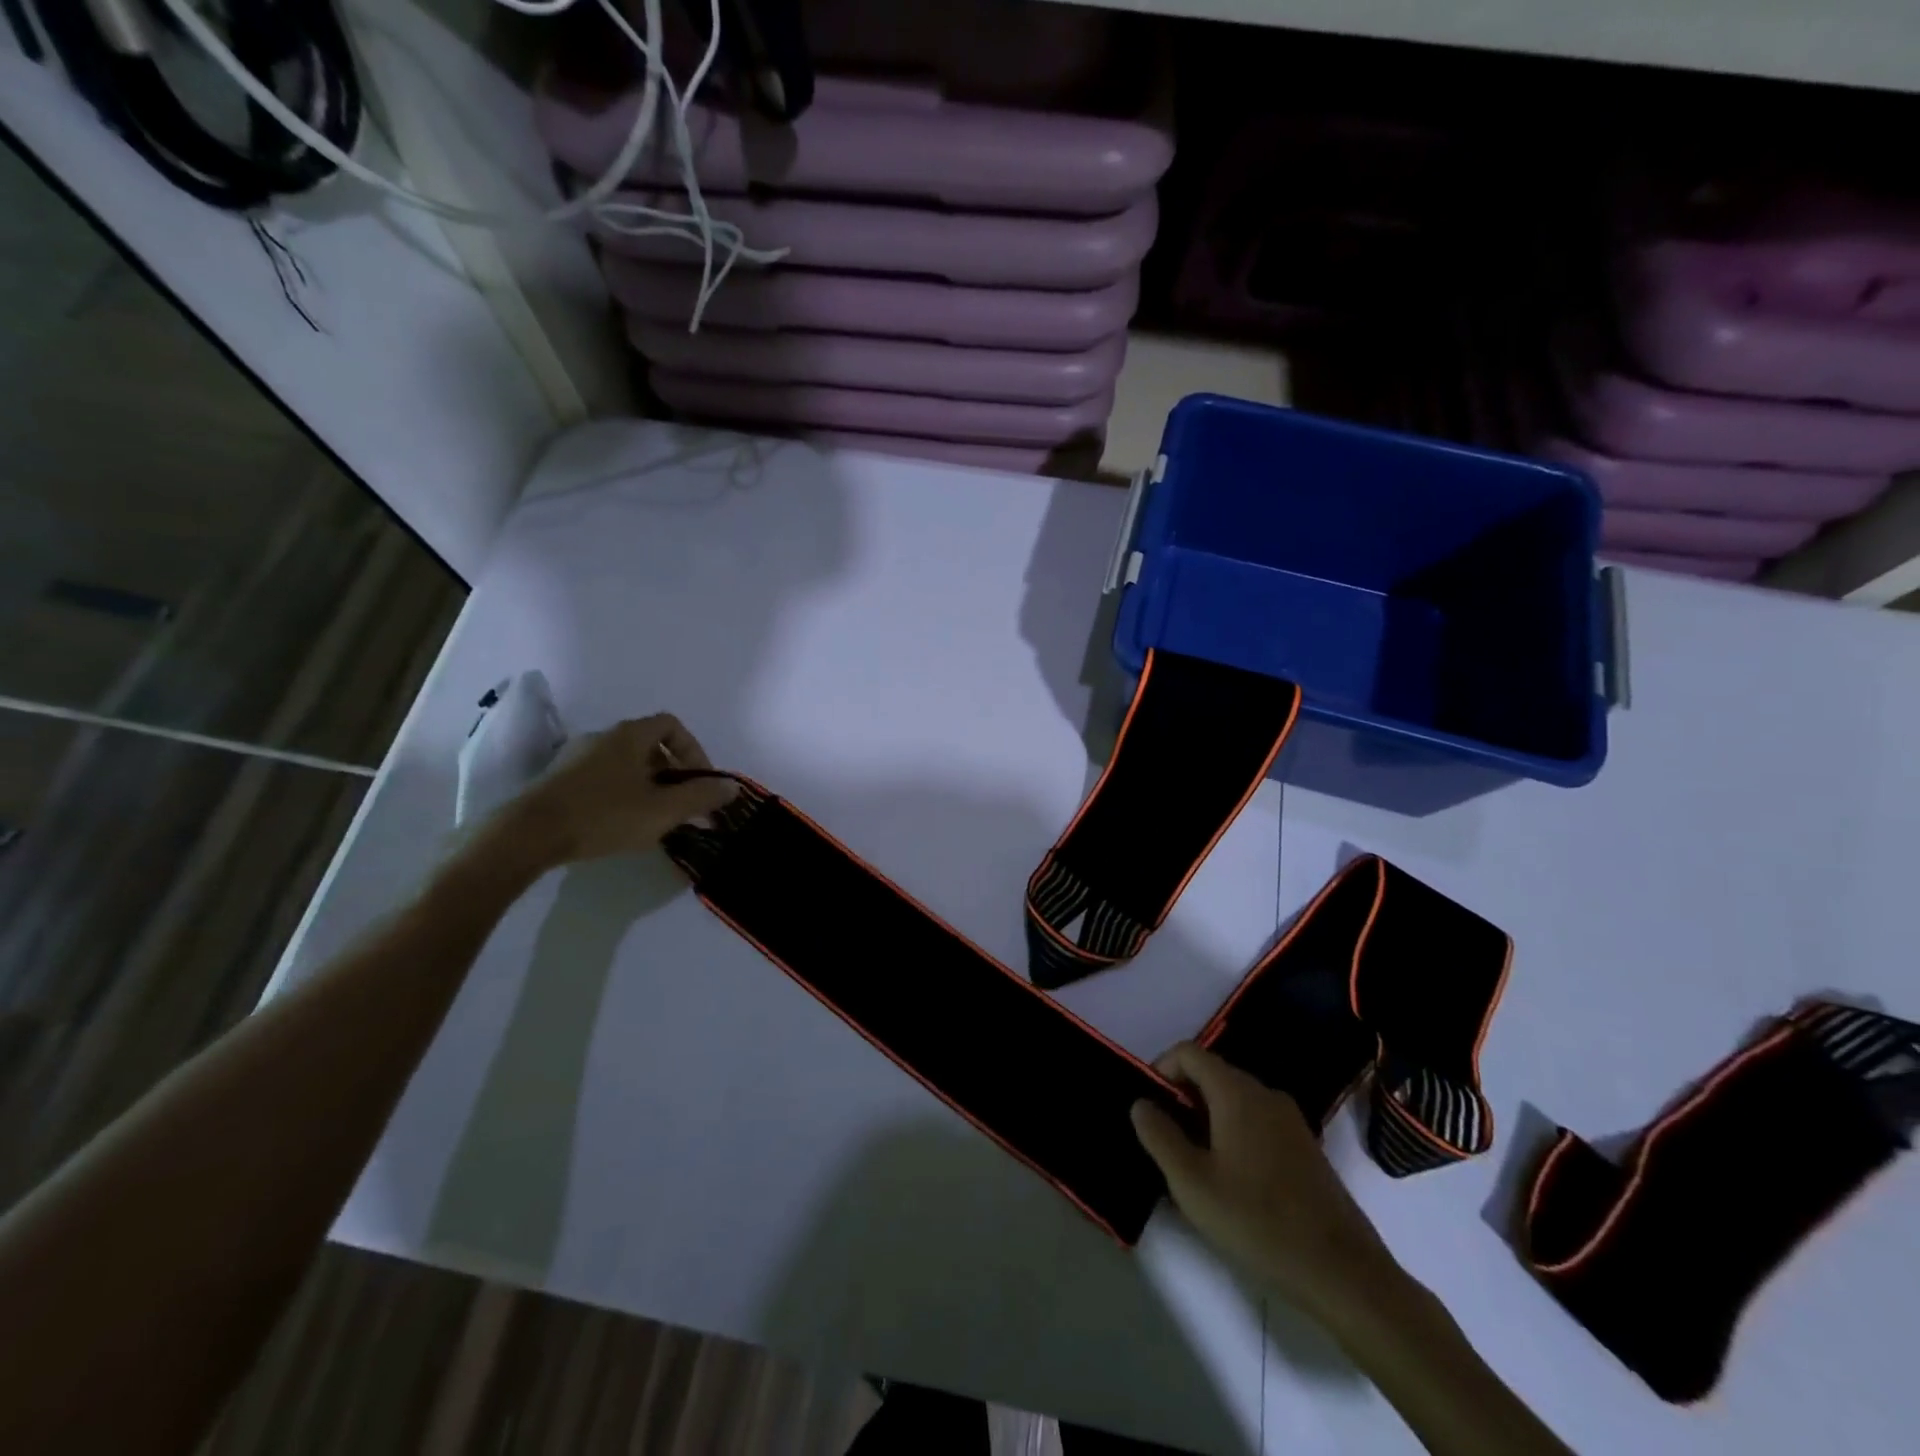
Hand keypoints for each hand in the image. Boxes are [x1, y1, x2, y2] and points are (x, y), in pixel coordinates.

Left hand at [505, 714, 736, 866]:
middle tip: (682, 805)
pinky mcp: (558, 780)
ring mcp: (576, 757)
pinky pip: (603, 778)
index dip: (693, 750)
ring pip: (626, 764)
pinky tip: (621, 824)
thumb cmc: (604, 815)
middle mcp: (603, 737)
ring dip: (648, 786)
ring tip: (655, 819)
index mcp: (630, 735)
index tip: (700, 781)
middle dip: (673, 774)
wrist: (527, 835)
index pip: (672, 725)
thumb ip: (702, 796)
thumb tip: (732, 786)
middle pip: (650, 746)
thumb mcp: (663, 810)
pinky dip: (622, 794)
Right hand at [1131, 1042, 1397, 1321]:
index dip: (1159, 1070)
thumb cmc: (1258, 1222)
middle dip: (1181, 1099)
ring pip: (1233, 1101)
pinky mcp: (1304, 1148)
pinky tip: (1229, 1182)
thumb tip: (1141, 1104)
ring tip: (1192, 1167)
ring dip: (1205, 1120)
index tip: (1147, 1109)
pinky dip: (1232, 1135)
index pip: (1187, 1053)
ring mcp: (1290, 1120)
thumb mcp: (1192, 1183)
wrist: (1344, 1274)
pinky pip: (1256, 1123)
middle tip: (1164, 1143)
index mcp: (1236, 1092)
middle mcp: (1265, 1094)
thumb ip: (1159, 1136)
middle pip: (1211, 1075)